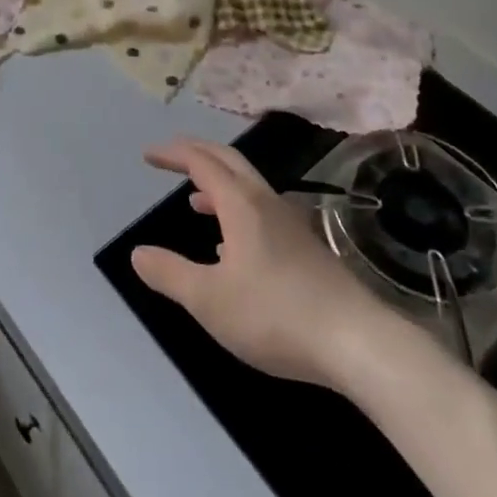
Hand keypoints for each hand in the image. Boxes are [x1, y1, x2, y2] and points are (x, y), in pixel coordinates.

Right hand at [131, 137, 394, 388]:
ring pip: (248, 188)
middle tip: (170, 158)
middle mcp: (266, 203)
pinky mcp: (307, 249)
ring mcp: (291, 224)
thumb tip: (138, 253)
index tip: (149, 154)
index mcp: (241, 204)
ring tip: (196, 201)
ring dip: (218, 184)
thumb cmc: (276, 315)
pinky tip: (233, 248)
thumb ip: (171, 274)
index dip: (173, 154)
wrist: (358, 343)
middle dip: (197, 154)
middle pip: (229, 161)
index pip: (201, 162)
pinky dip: (237, 211)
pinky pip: (262, 212)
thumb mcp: (210, 300)